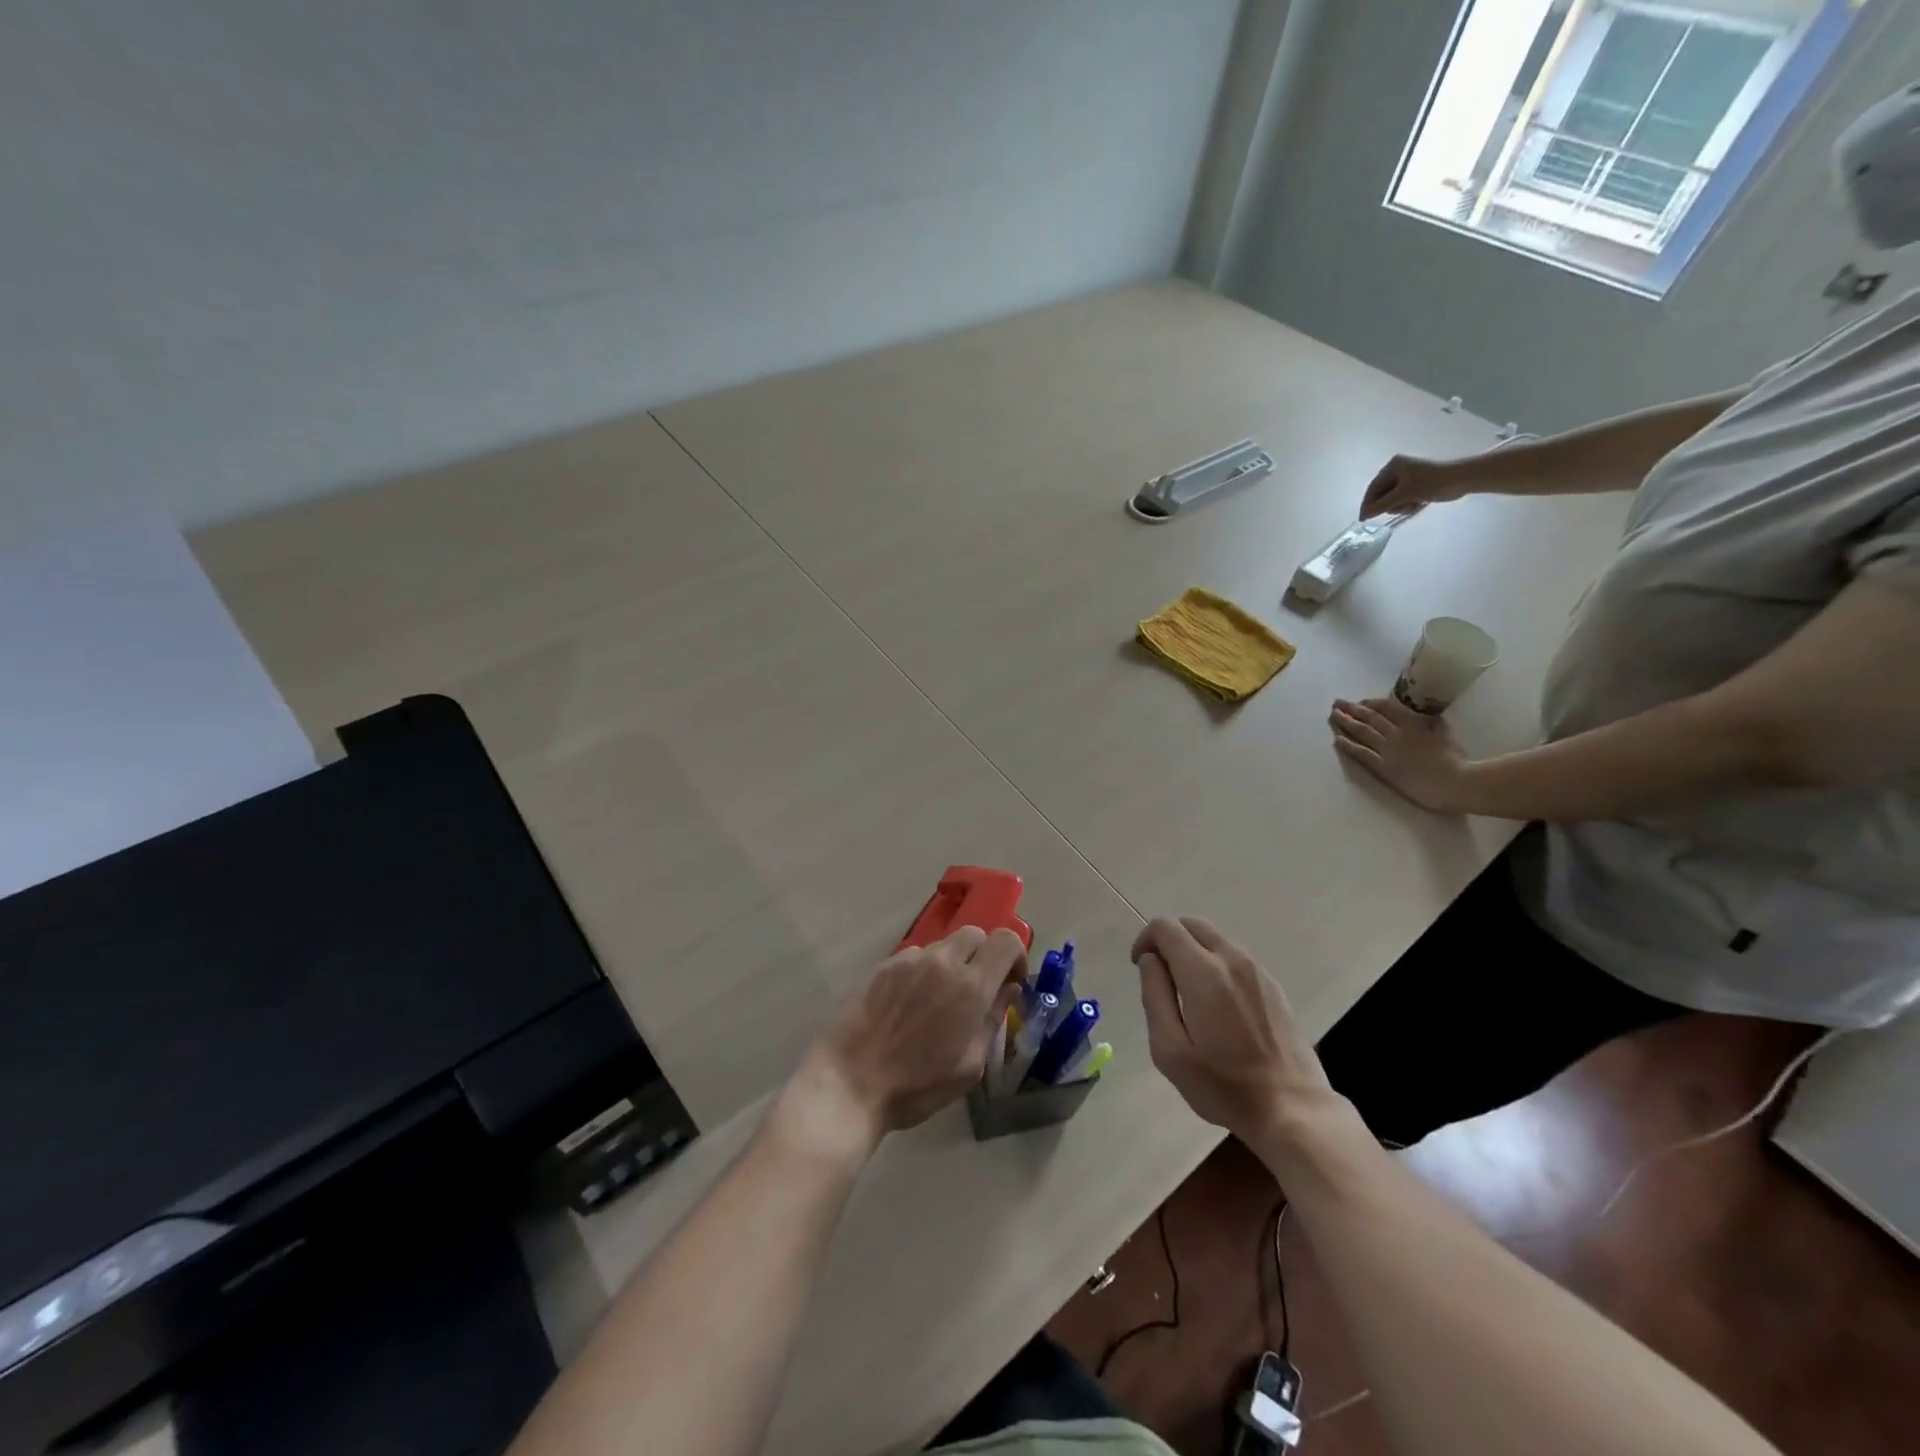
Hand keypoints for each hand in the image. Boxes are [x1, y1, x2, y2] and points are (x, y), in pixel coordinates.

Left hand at [778, 927, 1025, 1162]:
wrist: (849, 1083)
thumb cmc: (916, 1086)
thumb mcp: (970, 1066)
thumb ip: (993, 1020)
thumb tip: (1008, 989)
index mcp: (970, 985)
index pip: (1006, 940)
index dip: (1016, 956)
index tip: (1010, 981)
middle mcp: (941, 961)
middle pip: (975, 934)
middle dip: (984, 956)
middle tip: (976, 990)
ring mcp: (908, 959)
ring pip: (943, 946)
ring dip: (951, 964)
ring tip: (937, 1001)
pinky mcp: (882, 965)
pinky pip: (914, 957)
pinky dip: (922, 972)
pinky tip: (908, 1005)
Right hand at [1132, 916, 1335, 1144]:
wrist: (1291, 1107)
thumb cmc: (1222, 1084)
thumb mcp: (1170, 1049)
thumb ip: (1154, 996)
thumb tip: (1150, 961)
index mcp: (1203, 972)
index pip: (1166, 927)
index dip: (1145, 940)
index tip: (1141, 968)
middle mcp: (1231, 959)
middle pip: (1191, 924)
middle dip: (1168, 940)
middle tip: (1160, 976)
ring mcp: (1257, 970)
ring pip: (1214, 938)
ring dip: (1193, 950)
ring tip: (1187, 992)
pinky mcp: (1272, 985)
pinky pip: (1235, 957)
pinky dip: (1216, 963)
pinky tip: (1217, 1004)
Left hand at [1330, 697, 1475, 812]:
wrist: (1456, 781)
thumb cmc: (1455, 758)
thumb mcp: (1444, 731)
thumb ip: (1430, 721)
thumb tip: (1423, 714)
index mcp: (1413, 722)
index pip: (1386, 707)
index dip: (1370, 704)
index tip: (1359, 702)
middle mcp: (1397, 732)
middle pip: (1369, 717)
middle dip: (1351, 709)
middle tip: (1337, 703)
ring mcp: (1388, 749)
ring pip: (1362, 731)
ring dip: (1345, 722)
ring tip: (1333, 715)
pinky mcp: (1383, 767)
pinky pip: (1361, 753)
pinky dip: (1348, 745)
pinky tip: (1336, 740)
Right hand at [1360, 454, 1470, 517]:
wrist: (1463, 478)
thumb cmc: (1432, 483)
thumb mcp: (1404, 494)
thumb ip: (1381, 505)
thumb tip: (1364, 515)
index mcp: (1392, 466)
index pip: (1373, 488)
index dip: (1368, 504)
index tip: (1364, 519)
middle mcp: (1398, 468)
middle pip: (1382, 493)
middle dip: (1389, 504)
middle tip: (1399, 510)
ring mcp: (1408, 475)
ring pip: (1393, 497)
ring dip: (1399, 505)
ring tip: (1412, 506)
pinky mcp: (1417, 482)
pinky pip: (1404, 497)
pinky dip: (1408, 503)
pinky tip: (1417, 504)